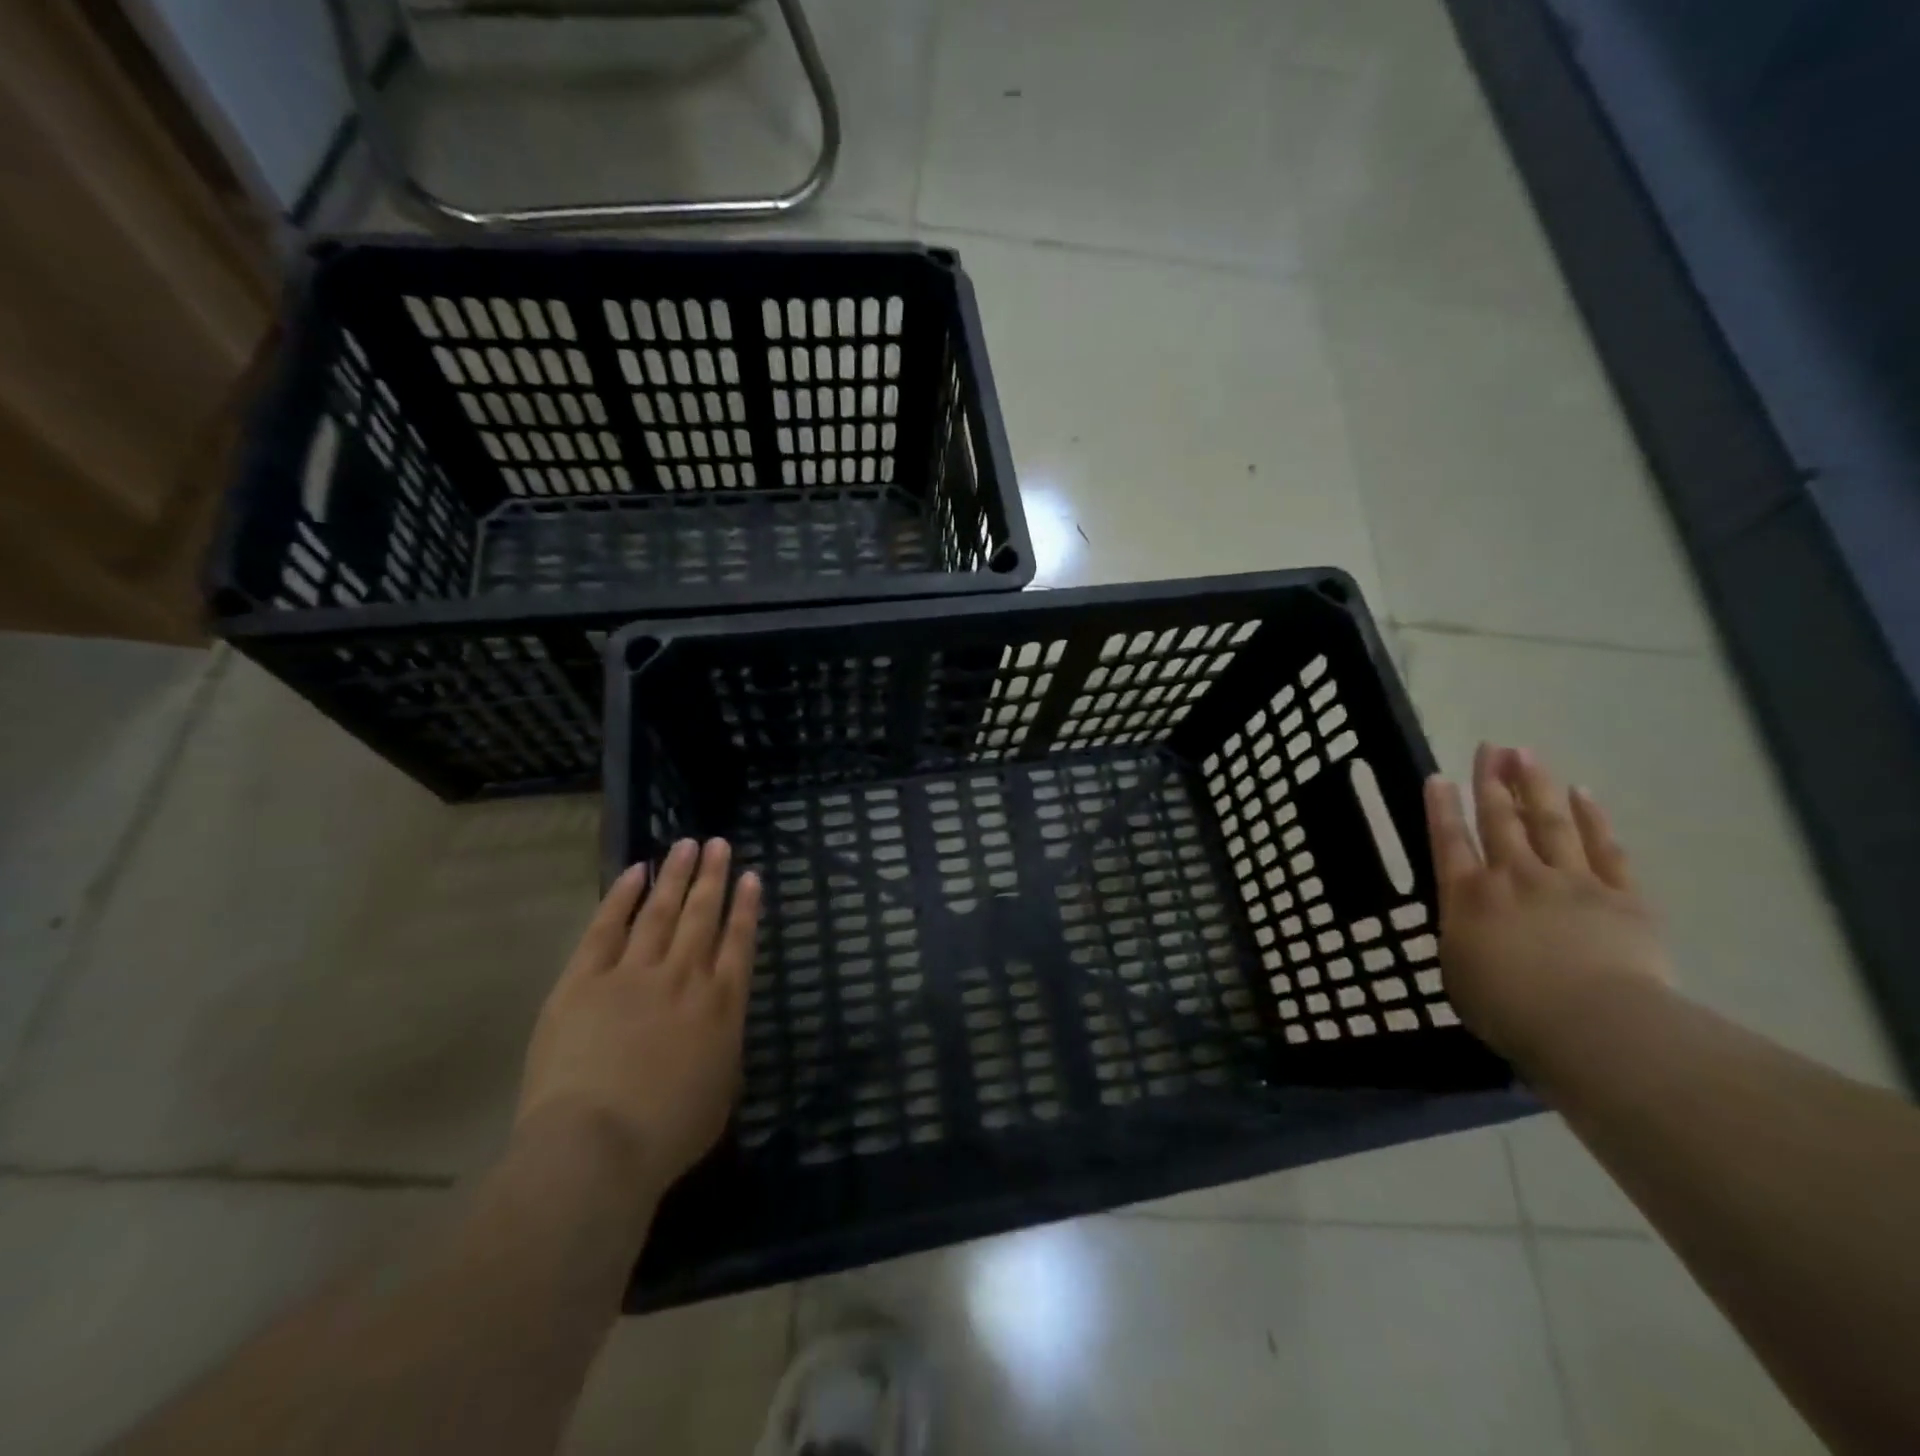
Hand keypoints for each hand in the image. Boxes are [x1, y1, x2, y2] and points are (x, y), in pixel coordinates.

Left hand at [516, 838, 761, 1201]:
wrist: (596, 1146)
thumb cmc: (667, 1134)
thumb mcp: (720, 1093)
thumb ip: (723, 1048)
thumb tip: (718, 1024)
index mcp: (721, 1006)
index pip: (739, 942)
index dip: (746, 907)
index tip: (751, 876)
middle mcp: (685, 977)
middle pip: (702, 915)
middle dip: (712, 877)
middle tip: (718, 844)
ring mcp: (634, 973)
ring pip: (660, 911)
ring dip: (675, 876)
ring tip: (686, 845)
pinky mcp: (585, 980)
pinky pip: (607, 927)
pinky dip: (622, 897)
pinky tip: (634, 872)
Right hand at [1425, 744, 1671, 1064]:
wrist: (1593, 1026)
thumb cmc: (1510, 1010)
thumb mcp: (1460, 977)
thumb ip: (1464, 941)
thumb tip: (1472, 929)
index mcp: (1468, 897)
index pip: (1449, 841)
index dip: (1442, 808)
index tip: (1438, 777)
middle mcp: (1514, 877)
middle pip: (1500, 819)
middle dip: (1492, 781)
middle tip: (1490, 747)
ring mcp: (1570, 882)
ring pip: (1549, 822)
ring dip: (1536, 786)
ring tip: (1527, 755)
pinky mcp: (1622, 897)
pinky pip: (1604, 848)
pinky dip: (1593, 819)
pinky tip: (1584, 794)